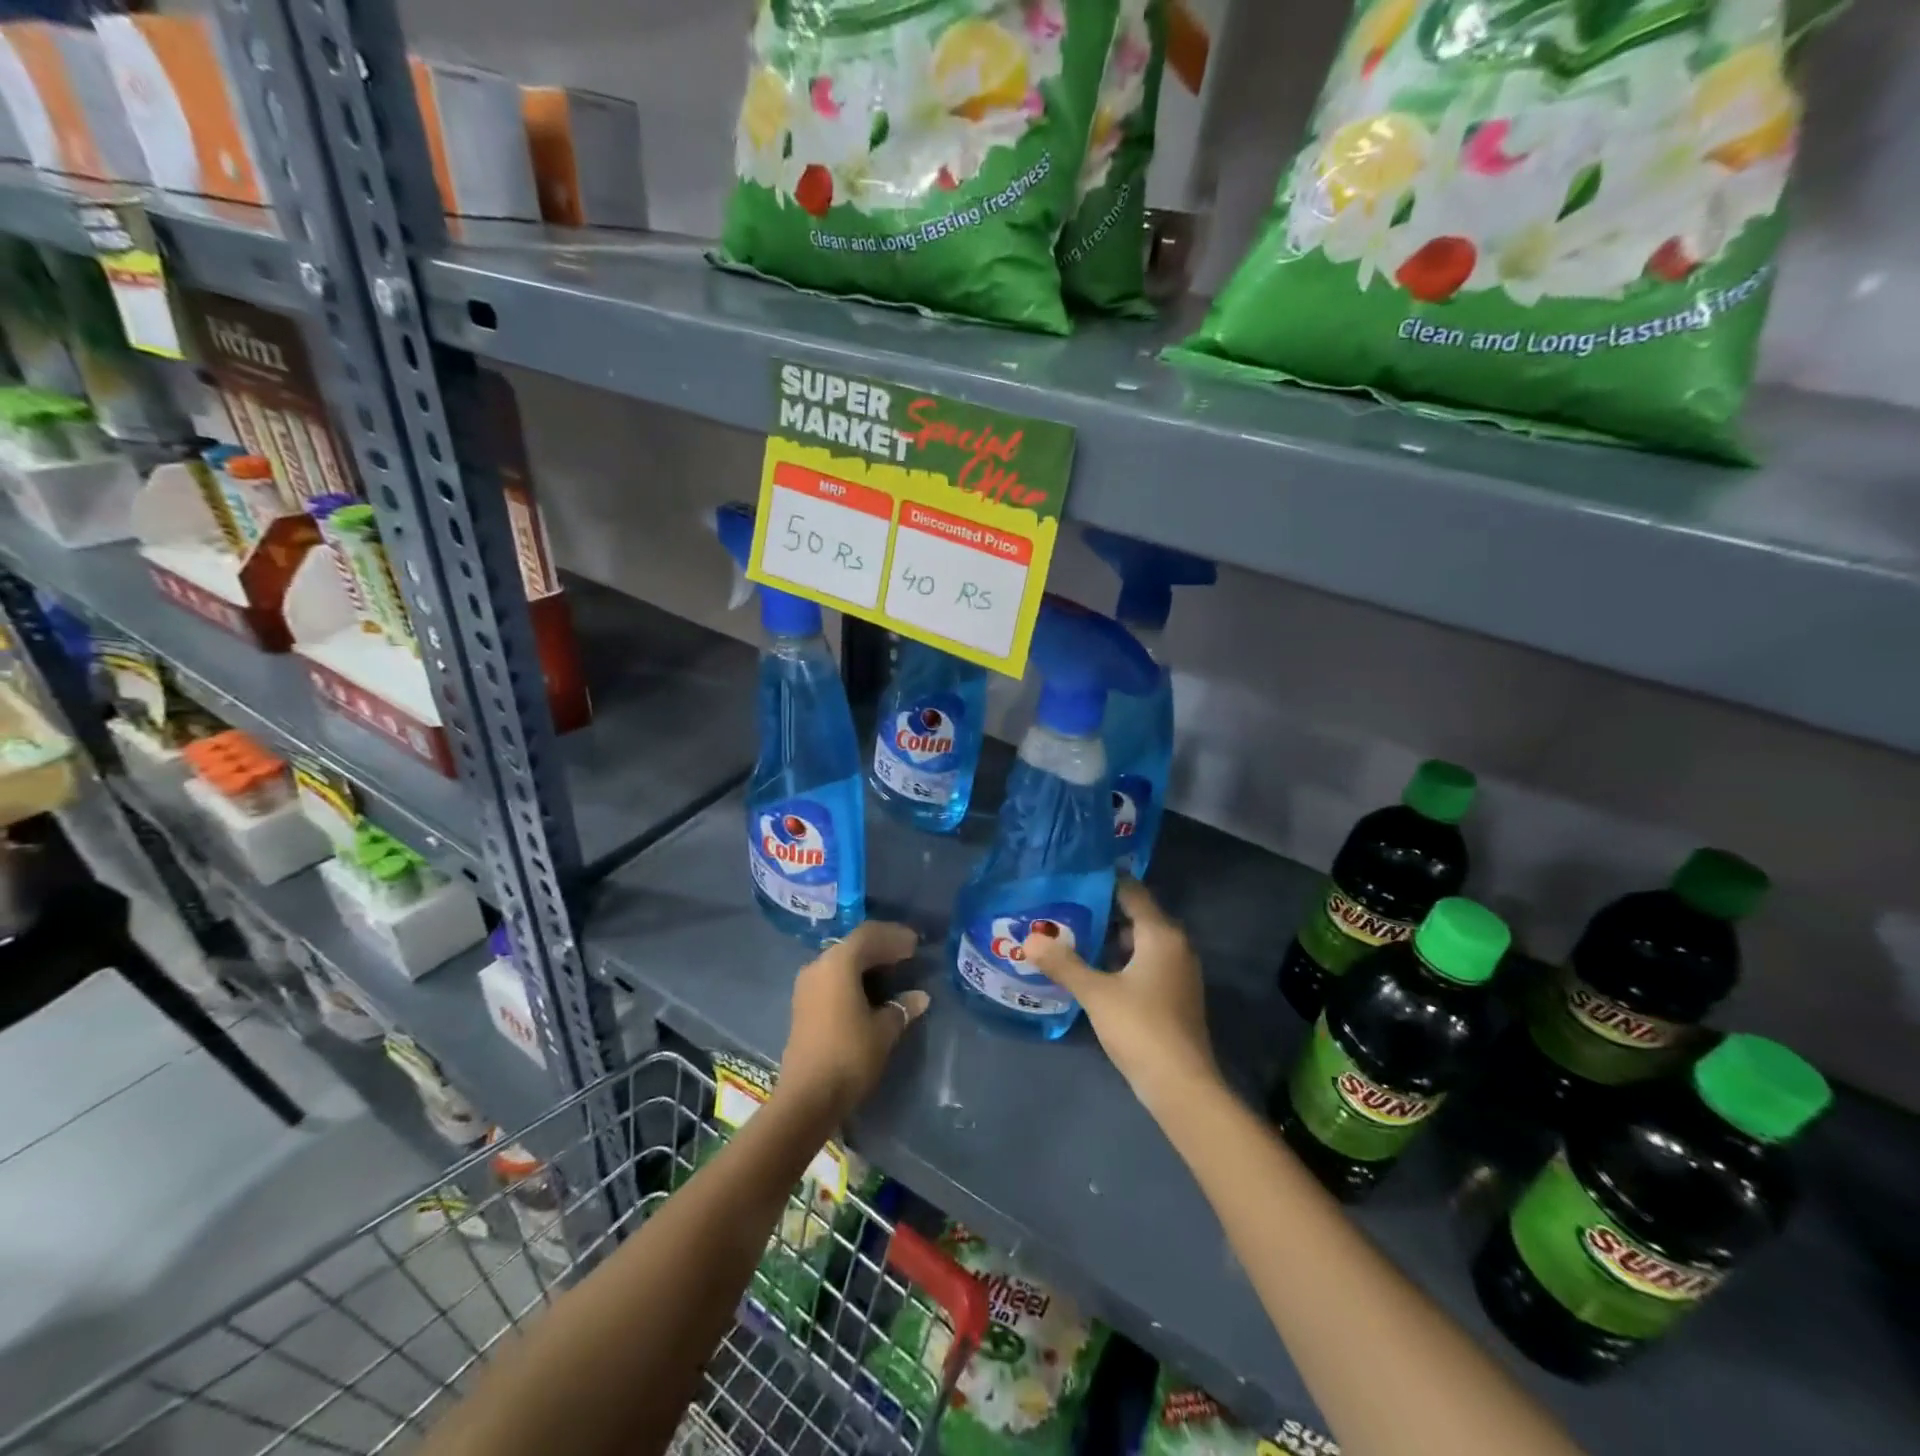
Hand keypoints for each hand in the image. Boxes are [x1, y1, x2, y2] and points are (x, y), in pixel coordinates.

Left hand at [777, 921, 928, 1121]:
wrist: (807, 1097)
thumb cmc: (849, 1055)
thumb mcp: (884, 1030)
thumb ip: (902, 1007)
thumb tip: (920, 996)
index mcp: (838, 963)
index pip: (869, 935)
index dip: (894, 936)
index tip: (916, 944)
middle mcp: (819, 965)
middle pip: (853, 945)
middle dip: (882, 947)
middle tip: (908, 954)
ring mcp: (807, 986)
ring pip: (841, 962)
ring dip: (867, 962)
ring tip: (893, 970)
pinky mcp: (803, 1005)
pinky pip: (833, 978)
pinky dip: (854, 977)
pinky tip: (871, 990)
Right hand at [1023, 879, 1219, 1114]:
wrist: (1182, 1086)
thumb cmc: (1141, 1028)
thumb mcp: (1096, 993)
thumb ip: (1063, 963)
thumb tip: (1029, 939)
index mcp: (1161, 934)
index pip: (1132, 892)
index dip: (1103, 881)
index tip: (1072, 876)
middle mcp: (1176, 945)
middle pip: (1135, 916)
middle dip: (1100, 910)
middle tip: (1062, 906)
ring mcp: (1178, 972)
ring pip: (1139, 942)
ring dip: (1108, 938)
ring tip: (1070, 934)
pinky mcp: (1174, 995)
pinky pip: (1145, 963)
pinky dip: (1120, 960)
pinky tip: (1092, 969)